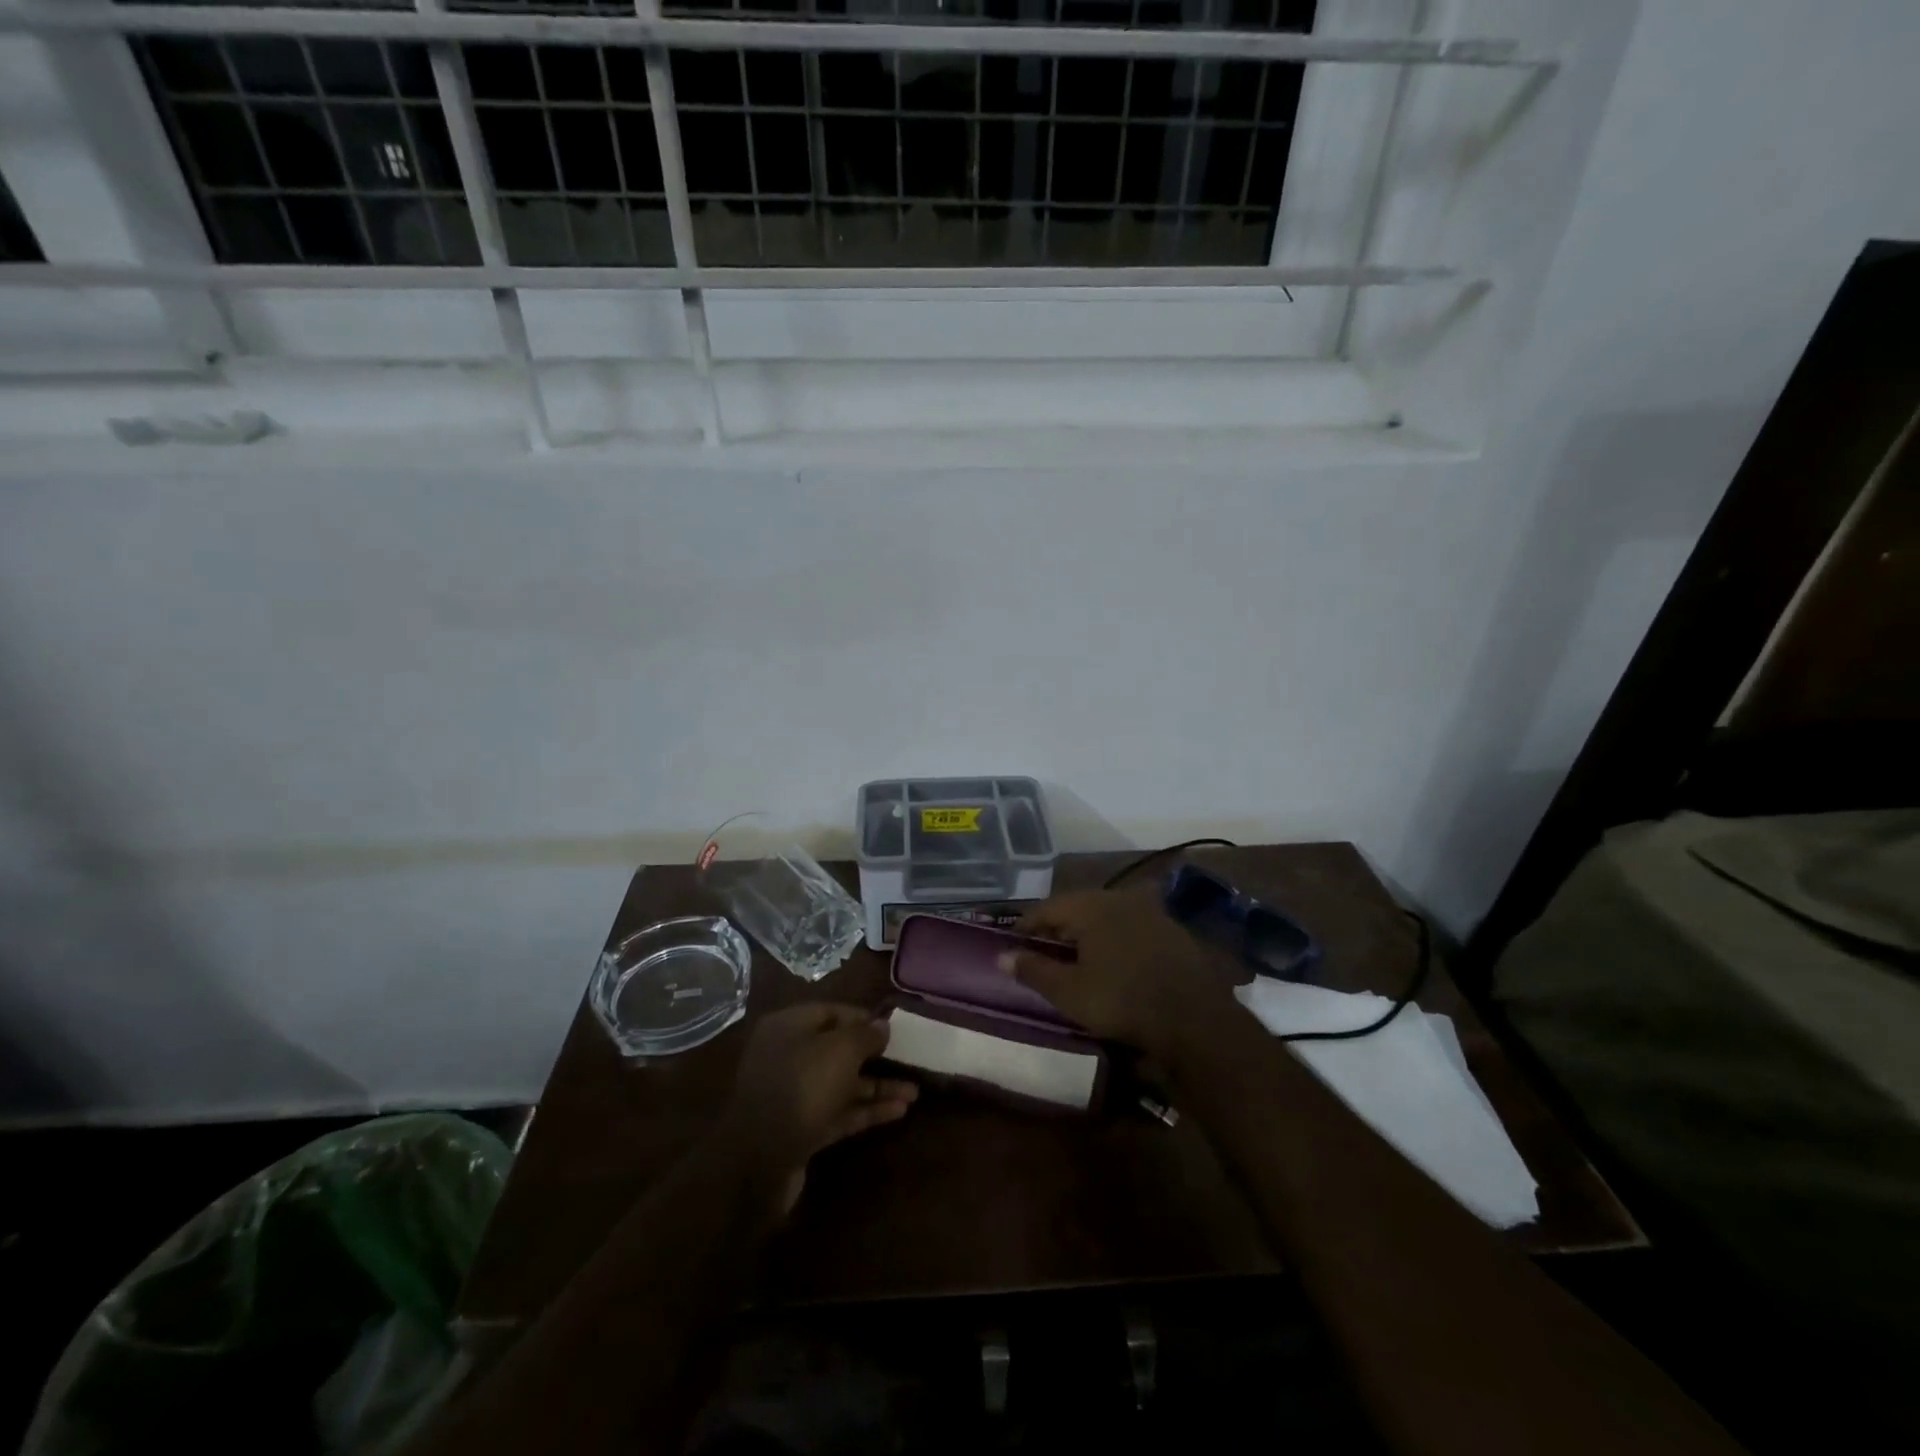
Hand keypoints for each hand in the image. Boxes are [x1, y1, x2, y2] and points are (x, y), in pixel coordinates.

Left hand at [721, 1004, 916, 1211]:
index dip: (863, 1018)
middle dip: (874, 1056)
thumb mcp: (841, 1050)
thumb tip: (883, 1025)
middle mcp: (788, 1056)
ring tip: (914, 1092)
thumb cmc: (803, 1086)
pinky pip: (839, 1112)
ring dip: (877, 1087)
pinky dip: (866, 1110)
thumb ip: (865, 1035)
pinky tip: (899, 1112)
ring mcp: (793, 1095)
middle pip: (837, 1050)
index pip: (831, 1012)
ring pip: (842, 1084)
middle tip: (907, 1059)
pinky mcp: (801, 1129)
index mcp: (788, 1027)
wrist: (760, 1160)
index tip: (893, 1027)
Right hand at [1002, 889, 1238, 1061]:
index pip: (1046, 908)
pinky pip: (1132, 929)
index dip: (1026, 926)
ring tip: (1078, 959)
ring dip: (1089, 934)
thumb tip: (1001, 955)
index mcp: (1090, 906)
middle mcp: (1119, 898)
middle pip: (1077, 908)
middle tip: (1043, 952)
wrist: (1194, 1019)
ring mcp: (1151, 911)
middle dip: (1058, 928)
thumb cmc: (1121, 1001)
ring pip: (1107, 917)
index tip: (1013, 944)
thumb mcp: (1069, 992)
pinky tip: (1116, 963)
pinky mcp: (1172, 931)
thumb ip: (1033, 969)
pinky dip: (1116, 941)